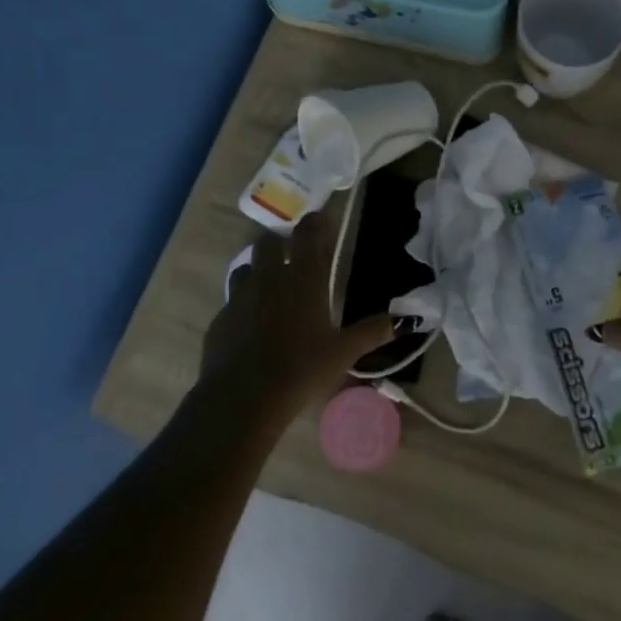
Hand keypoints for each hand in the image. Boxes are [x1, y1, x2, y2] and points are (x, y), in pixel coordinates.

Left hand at [199, 210, 396, 423]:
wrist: (244, 396)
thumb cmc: (302, 368)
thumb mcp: (343, 353)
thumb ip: (371, 333)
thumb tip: (400, 321)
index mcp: (303, 279)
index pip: (308, 233)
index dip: (315, 224)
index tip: (321, 223)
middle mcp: (269, 278)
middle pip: (269, 242)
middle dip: (280, 243)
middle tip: (293, 258)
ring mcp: (239, 297)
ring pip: (246, 268)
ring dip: (258, 271)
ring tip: (270, 289)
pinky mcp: (220, 319)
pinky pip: (231, 302)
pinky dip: (243, 306)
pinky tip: (251, 327)